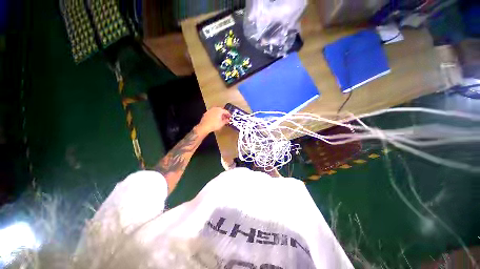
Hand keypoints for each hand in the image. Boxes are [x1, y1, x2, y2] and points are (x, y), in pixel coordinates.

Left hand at [196, 107, 230, 134]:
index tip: (230, 117)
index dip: (229, 114)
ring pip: (216, 111)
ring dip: (219, 114)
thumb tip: (228, 120)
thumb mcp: (222, 123)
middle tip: (226, 118)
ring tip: (221, 119)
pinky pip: (212, 113)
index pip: (226, 111)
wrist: (204, 126)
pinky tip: (215, 119)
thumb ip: (226, 121)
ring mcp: (210, 110)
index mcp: (220, 110)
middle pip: (221, 110)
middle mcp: (215, 109)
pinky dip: (215, 115)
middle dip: (224, 114)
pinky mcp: (206, 113)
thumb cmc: (214, 125)